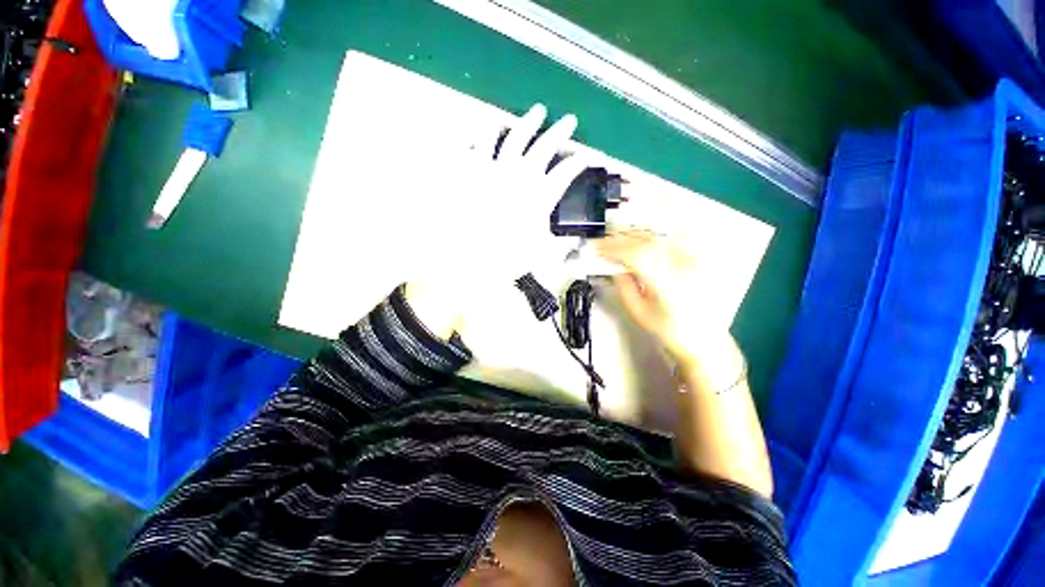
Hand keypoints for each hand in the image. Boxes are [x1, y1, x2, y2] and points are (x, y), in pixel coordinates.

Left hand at [406, 104, 588, 338]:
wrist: (464, 254)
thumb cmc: (503, 257)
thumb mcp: (539, 255)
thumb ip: (560, 246)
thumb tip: (576, 241)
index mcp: (540, 195)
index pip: (565, 173)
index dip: (577, 164)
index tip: (584, 157)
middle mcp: (521, 175)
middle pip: (545, 146)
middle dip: (559, 131)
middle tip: (568, 119)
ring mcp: (495, 168)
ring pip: (514, 136)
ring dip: (527, 122)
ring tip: (536, 111)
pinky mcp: (472, 169)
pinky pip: (479, 145)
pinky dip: (486, 135)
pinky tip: (489, 129)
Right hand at [596, 230, 731, 364]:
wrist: (704, 337)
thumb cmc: (673, 331)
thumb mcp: (640, 313)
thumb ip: (624, 289)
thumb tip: (615, 270)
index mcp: (666, 283)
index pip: (635, 256)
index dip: (613, 249)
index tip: (598, 249)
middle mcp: (682, 268)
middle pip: (646, 242)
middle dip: (620, 239)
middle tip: (603, 242)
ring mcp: (691, 262)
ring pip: (660, 237)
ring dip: (634, 234)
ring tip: (618, 237)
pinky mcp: (695, 260)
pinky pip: (673, 238)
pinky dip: (654, 235)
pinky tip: (643, 235)